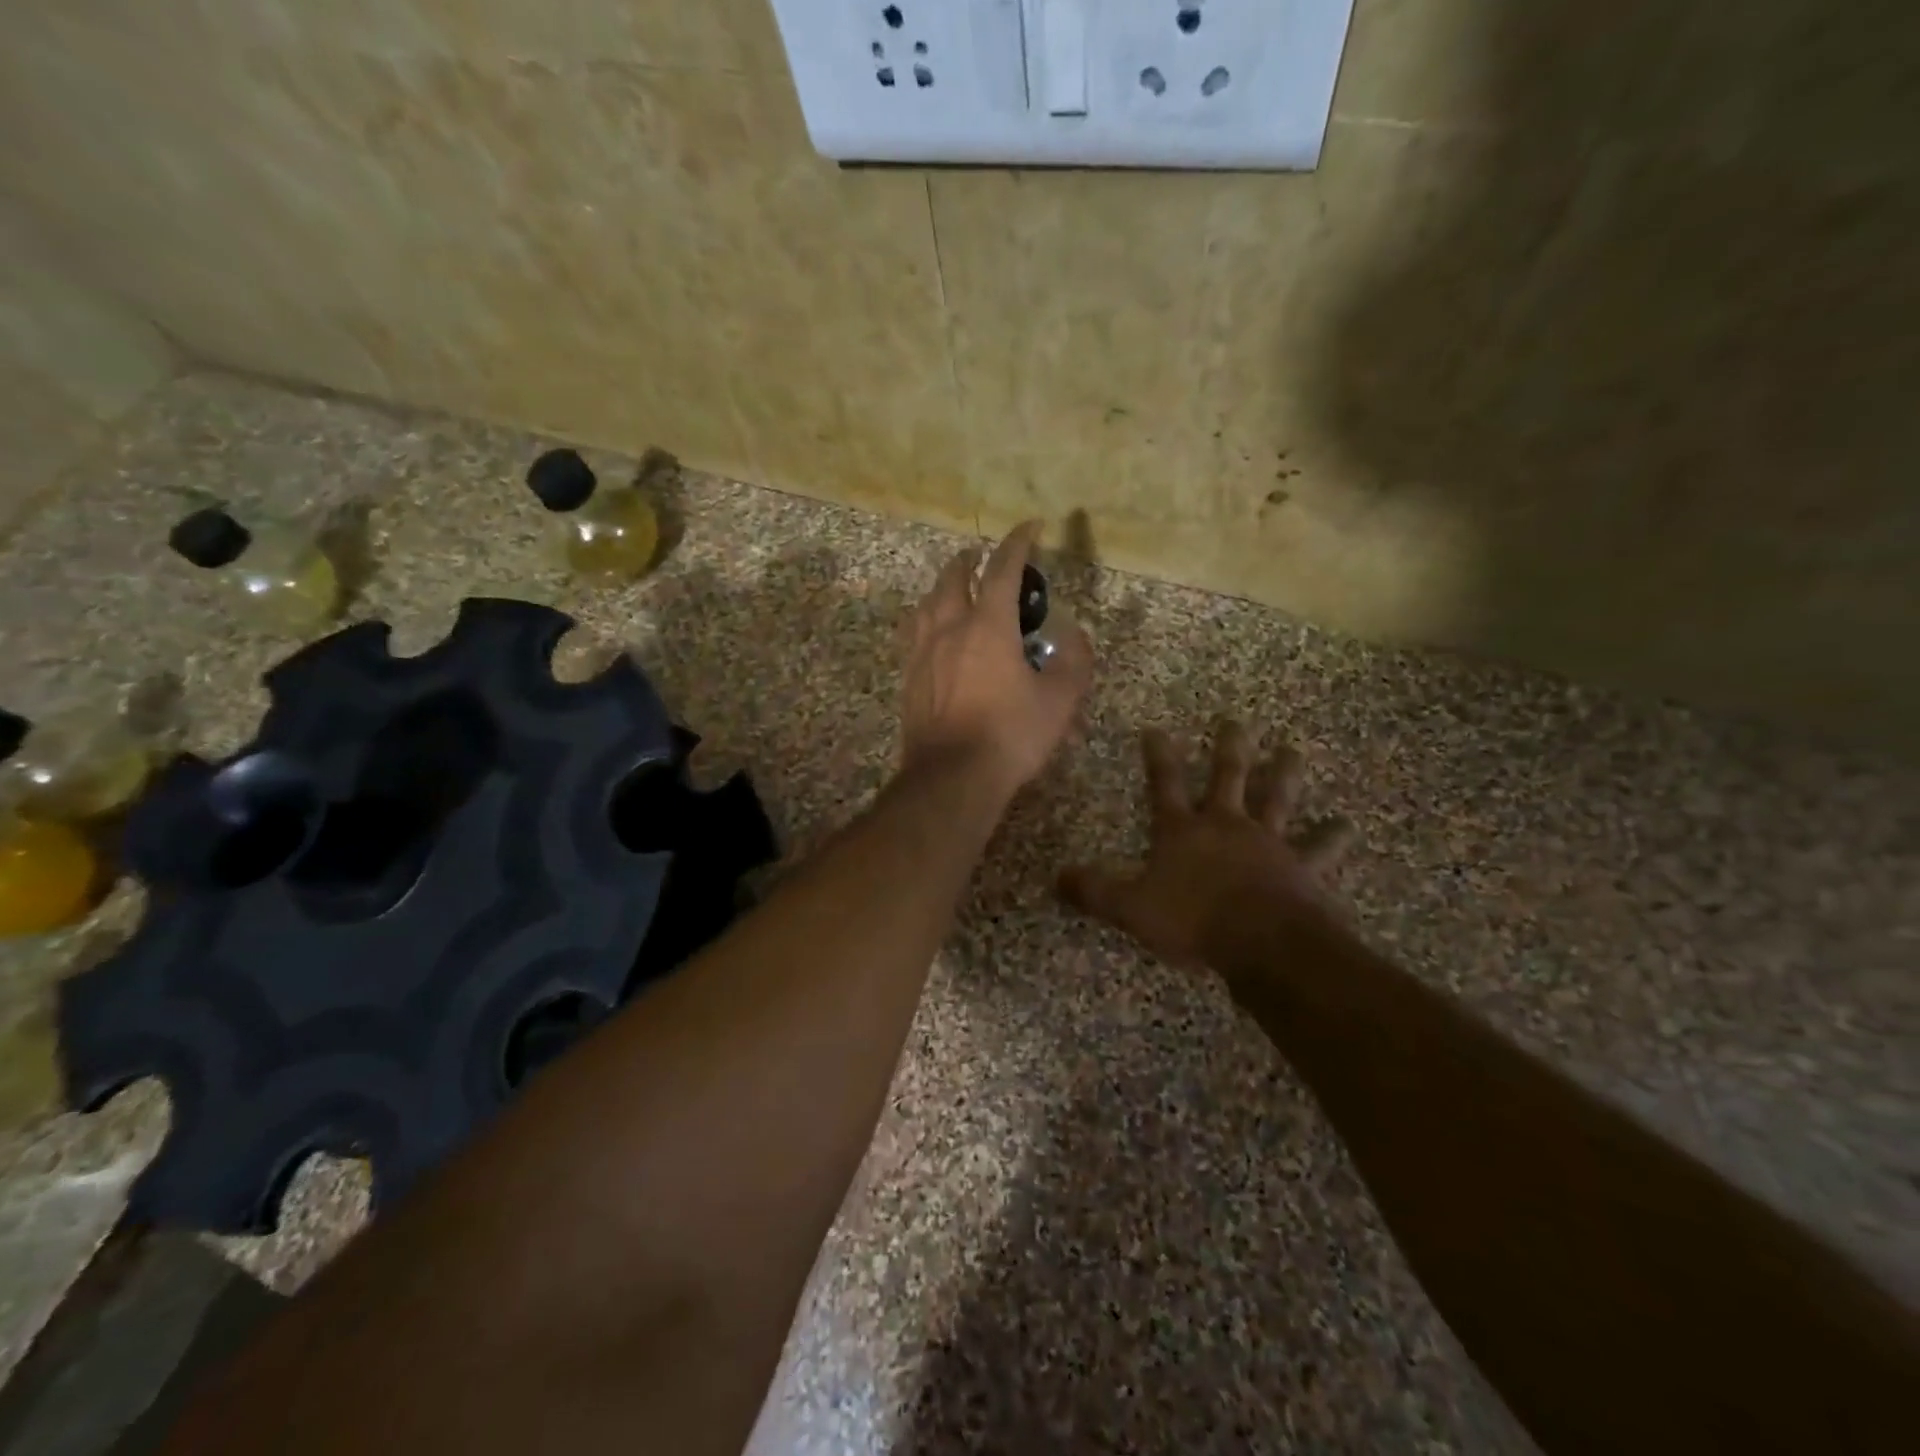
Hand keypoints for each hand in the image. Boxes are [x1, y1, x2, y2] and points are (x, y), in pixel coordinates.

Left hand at [900, 522, 1092, 797]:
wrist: (952, 777)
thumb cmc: (1010, 735)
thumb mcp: (1059, 701)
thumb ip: (1073, 662)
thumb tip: (1075, 635)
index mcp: (988, 626)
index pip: (1003, 570)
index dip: (1018, 543)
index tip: (1030, 528)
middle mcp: (949, 629)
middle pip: (954, 580)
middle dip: (969, 561)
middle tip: (979, 556)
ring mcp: (922, 654)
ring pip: (927, 605)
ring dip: (942, 588)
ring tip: (952, 589)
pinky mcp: (909, 679)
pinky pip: (913, 635)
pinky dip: (925, 621)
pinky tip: (929, 634)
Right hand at [1060, 722, 1353, 970]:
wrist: (1261, 942)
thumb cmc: (1192, 920)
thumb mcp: (1130, 908)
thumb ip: (1094, 891)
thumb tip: (1056, 877)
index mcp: (1183, 831)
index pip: (1165, 785)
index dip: (1159, 756)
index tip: (1156, 728)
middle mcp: (1226, 825)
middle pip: (1227, 777)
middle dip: (1229, 748)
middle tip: (1235, 720)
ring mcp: (1268, 843)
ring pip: (1277, 799)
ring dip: (1284, 774)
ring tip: (1293, 749)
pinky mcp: (1301, 868)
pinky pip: (1318, 849)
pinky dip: (1332, 837)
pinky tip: (1347, 825)